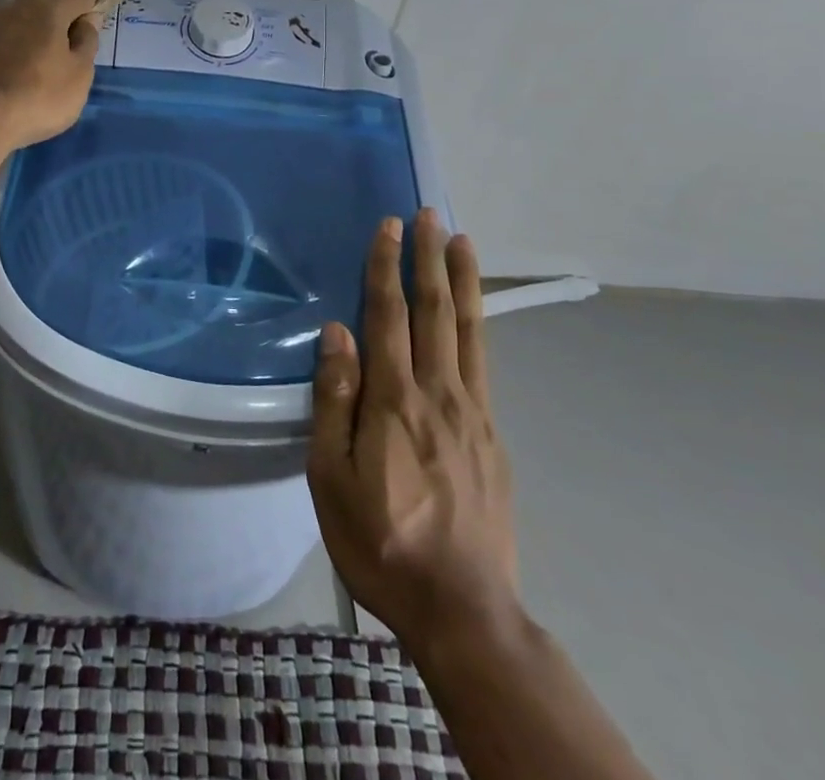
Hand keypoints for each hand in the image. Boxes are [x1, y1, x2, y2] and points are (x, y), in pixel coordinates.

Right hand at [308, 210, 519, 650]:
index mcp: (395, 400)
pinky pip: (483, 363)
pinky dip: (477, 325)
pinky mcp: (492, 436)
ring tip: (462, 241)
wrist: (463, 610)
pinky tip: (472, 314)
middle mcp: (439, 393)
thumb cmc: (380, 540)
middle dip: (429, 258)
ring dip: (461, 281)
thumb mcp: (332, 476)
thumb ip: (335, 399)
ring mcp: (473, 413)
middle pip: (434, 311)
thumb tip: (337, 332)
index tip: (389, 226)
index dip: (386, 267)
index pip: (388, 316)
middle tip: (430, 214)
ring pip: (467, 330)